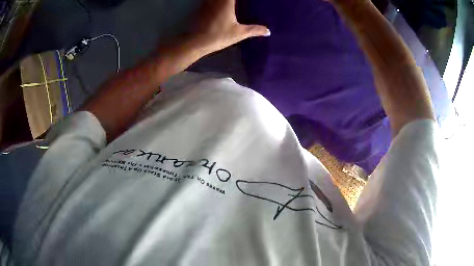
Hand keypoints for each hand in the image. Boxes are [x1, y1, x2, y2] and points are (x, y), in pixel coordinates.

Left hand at [189, 0, 269, 55]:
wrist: (195, 42)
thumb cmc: (218, 36)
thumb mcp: (239, 33)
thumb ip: (254, 30)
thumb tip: (268, 31)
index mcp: (226, 1)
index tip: (247, 0)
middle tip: (238, 2)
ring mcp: (206, 2)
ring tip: (231, 3)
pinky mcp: (200, 7)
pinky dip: (214, 0)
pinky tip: (219, 4)